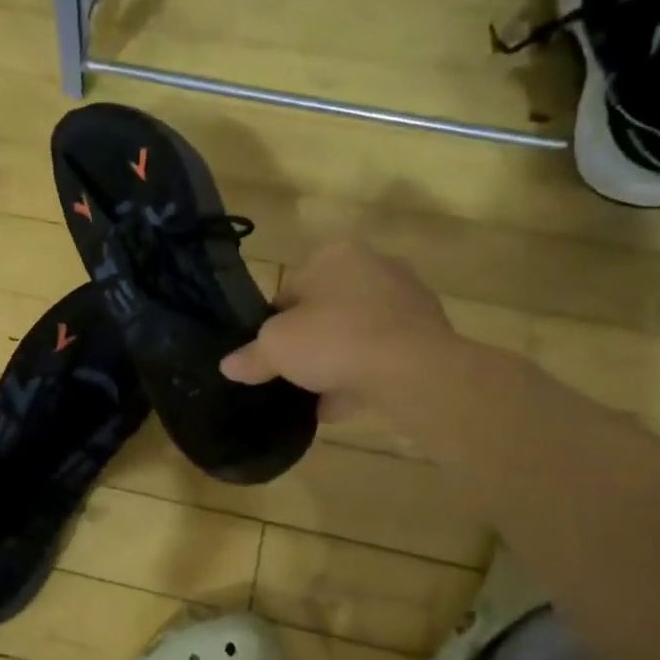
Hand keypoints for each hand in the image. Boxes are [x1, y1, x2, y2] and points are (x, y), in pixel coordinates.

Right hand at [221, 241, 454, 419]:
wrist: (413, 370)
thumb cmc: (334, 339)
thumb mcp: (276, 348)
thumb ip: (251, 356)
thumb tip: (228, 366)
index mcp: (335, 255)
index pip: (291, 289)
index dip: (276, 324)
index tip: (273, 353)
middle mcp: (375, 266)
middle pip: (327, 311)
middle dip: (312, 343)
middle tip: (296, 374)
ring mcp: (408, 299)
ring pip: (357, 334)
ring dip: (338, 363)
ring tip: (319, 398)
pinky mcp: (431, 333)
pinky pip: (385, 354)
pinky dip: (366, 375)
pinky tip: (346, 404)